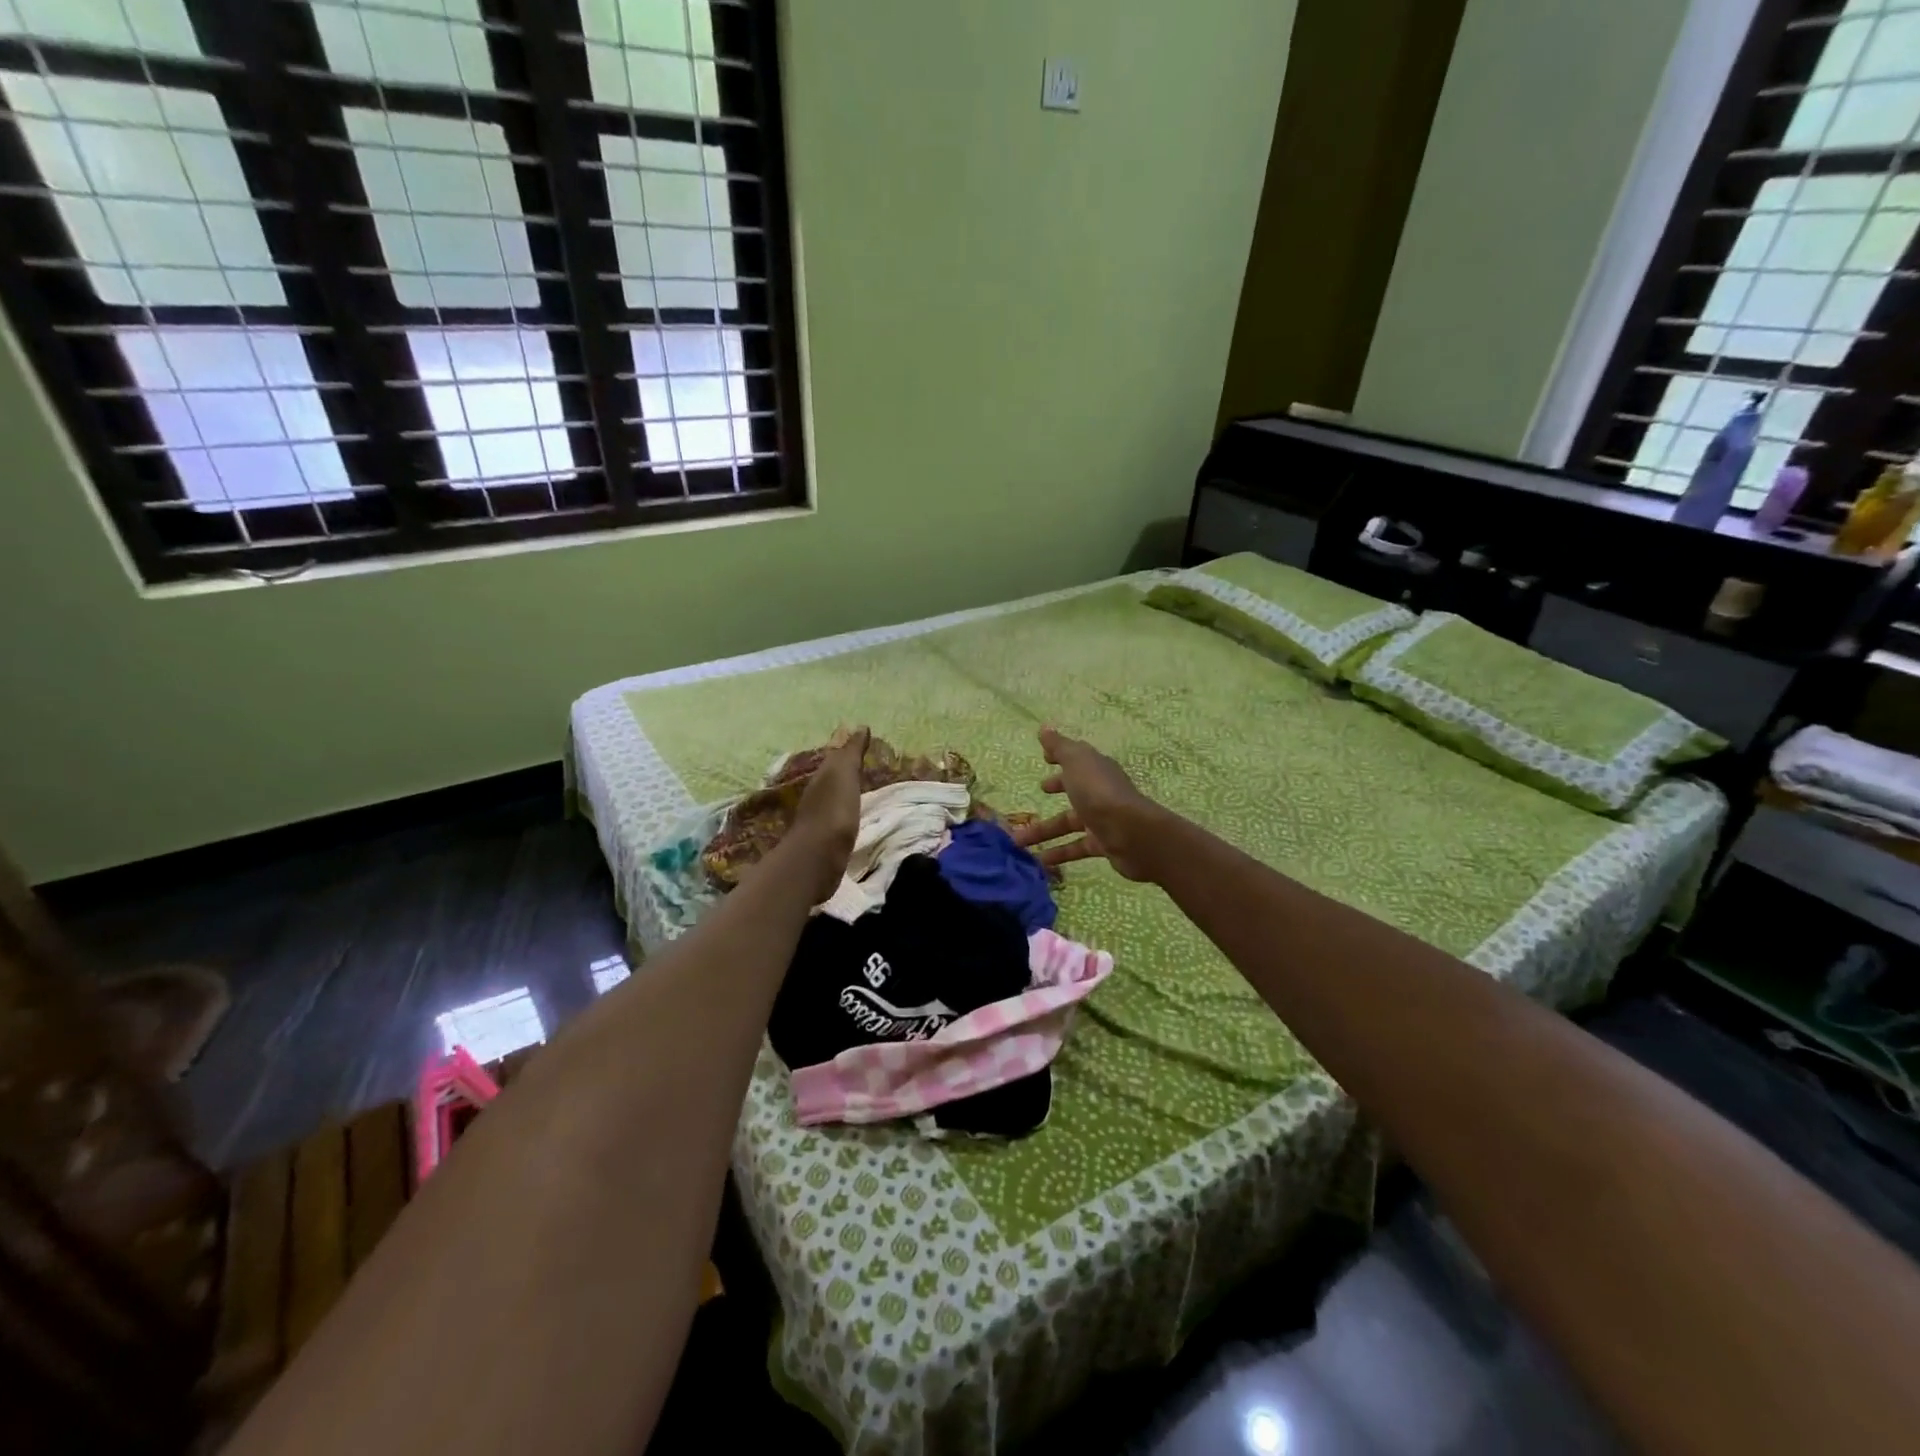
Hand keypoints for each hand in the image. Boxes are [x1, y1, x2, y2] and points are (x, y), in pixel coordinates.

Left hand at [785, 725, 868, 903]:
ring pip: (834, 800)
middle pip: (832, 779)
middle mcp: (816, 795)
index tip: (864, 747)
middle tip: (867, 768)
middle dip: (846, 773)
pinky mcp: (825, 842)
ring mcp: (819, 820)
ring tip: (863, 793)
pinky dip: (846, 814)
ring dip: (845, 794)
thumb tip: (860, 726)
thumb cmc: (834, 809)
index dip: (848, 752)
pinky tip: (854, 818)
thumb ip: (851, 752)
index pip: (835, 759)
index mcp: (822, 777)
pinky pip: (838, 820)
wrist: (818, 856)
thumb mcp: (844, 773)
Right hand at [1010, 727, 1162, 880]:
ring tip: (1017, 841)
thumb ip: (1060, 747)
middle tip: (1039, 791)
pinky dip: (1059, 853)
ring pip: (1069, 822)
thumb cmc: (1100, 792)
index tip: (1045, 759)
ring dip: (1044, 830)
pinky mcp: (1104, 844)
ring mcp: (1103, 819)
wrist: (1132, 834)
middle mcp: (1100, 792)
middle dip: (1058, 788)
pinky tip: (1039, 861)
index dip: (1061, 757)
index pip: (1077, 759)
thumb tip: (1044, 728)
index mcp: (1095, 769)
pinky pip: (1076, 847)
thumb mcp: (1076, 763)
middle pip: (1075, 789)